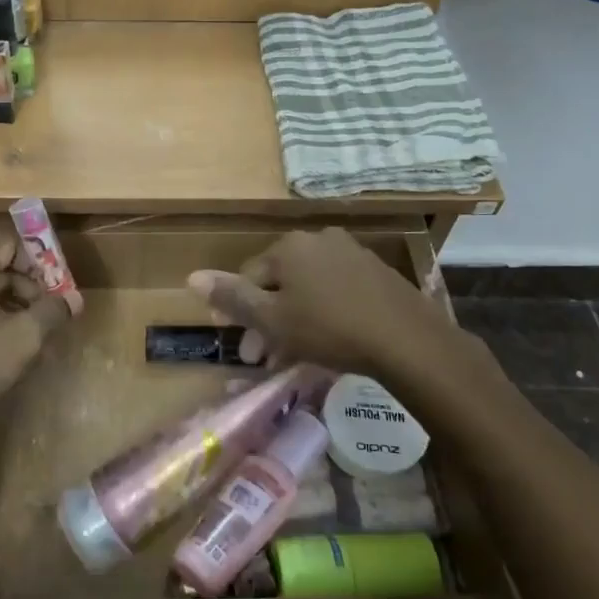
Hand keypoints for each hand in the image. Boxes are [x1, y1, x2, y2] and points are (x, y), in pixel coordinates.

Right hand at [188, 228, 453, 377]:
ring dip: (295, 319)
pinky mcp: (376, 271)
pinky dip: (324, 313)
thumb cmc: (330, 328)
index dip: (239, 313)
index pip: (249, 276)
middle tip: (266, 359)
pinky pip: (336, 290)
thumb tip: (191, 276)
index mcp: (288, 246)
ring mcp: (351, 253)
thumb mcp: (273, 319)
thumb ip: (232, 297)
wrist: (408, 339)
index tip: (243, 349)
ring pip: (308, 287)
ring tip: (296, 355)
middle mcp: (317, 239)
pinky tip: (330, 341)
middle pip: (279, 282)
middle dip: (268, 321)